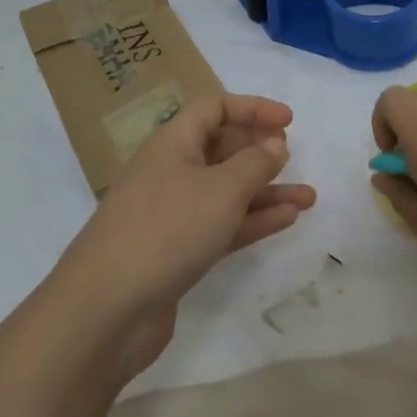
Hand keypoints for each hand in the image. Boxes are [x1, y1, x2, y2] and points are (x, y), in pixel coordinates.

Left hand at [53, 94, 316, 372]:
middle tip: (292, 157)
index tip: (289, 121)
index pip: (213, 109)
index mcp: (171, 143)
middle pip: (219, 149)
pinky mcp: (177, 252)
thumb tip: (275, 144)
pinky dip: (252, 221)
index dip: (251, 108)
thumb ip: (254, 163)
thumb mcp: (221, 189)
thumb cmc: (167, 229)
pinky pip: (221, 225)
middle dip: (258, 152)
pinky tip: (286, 220)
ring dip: (265, 192)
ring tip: (308, 197)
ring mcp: (172, 214)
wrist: (107, 308)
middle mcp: (169, 172)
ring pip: (225, 192)